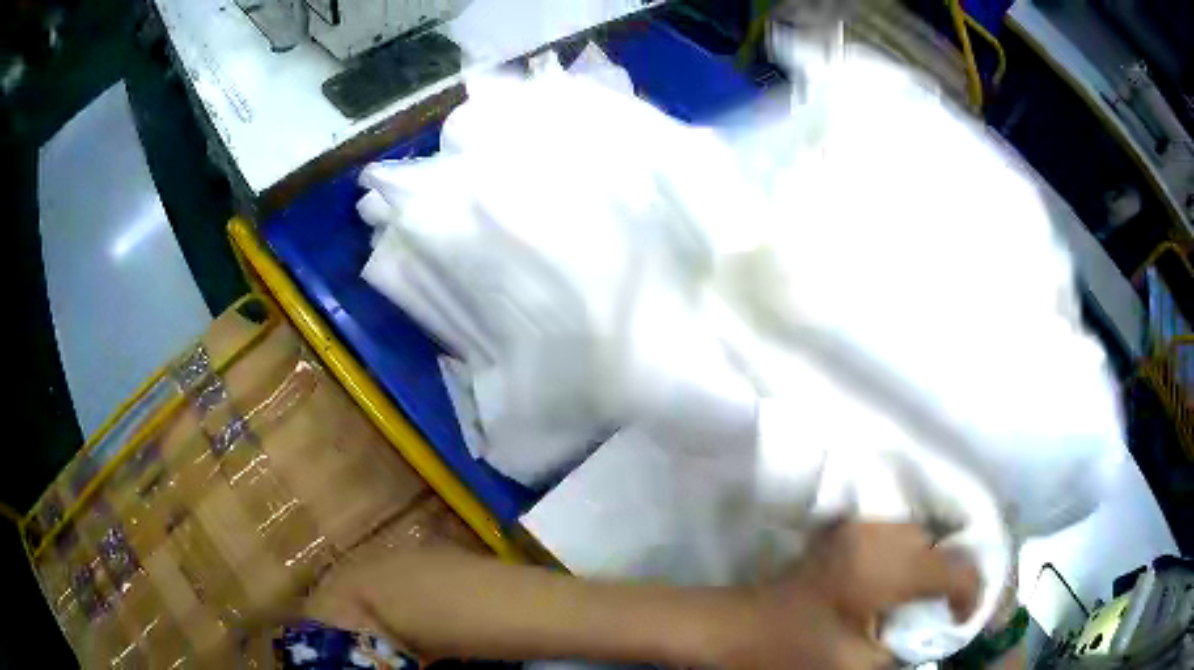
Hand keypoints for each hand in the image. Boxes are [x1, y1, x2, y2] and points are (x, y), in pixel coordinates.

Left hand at [720, 522, 980, 668]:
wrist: (738, 625)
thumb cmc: (794, 648)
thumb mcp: (856, 663)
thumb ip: (905, 648)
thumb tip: (936, 632)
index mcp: (885, 568)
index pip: (954, 568)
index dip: (970, 593)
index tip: (963, 620)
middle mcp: (879, 535)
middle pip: (940, 545)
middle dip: (951, 575)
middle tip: (946, 608)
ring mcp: (860, 526)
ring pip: (920, 534)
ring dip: (930, 561)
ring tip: (924, 595)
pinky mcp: (846, 529)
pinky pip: (895, 534)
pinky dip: (908, 554)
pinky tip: (898, 582)